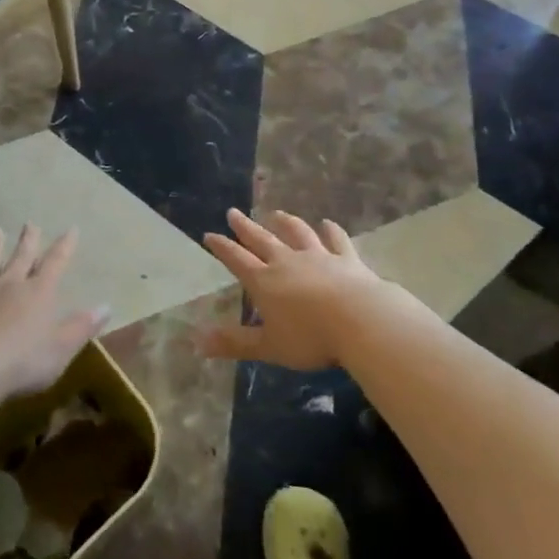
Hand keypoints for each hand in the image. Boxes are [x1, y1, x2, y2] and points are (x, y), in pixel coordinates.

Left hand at [0, 226, 109, 402]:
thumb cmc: (24, 360)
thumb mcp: (62, 346)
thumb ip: (82, 326)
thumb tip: (107, 305)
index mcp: (38, 292)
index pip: (55, 263)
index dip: (64, 246)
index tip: (71, 228)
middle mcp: (8, 286)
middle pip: (20, 258)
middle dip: (27, 241)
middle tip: (30, 224)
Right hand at [199, 208, 380, 369]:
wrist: (360, 320)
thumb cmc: (311, 337)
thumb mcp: (268, 346)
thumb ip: (235, 343)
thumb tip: (198, 343)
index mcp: (265, 281)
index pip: (237, 260)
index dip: (222, 248)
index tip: (209, 234)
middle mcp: (287, 262)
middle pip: (262, 240)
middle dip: (245, 227)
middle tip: (233, 212)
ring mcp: (318, 257)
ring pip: (297, 233)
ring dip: (285, 222)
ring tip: (276, 214)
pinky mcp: (346, 259)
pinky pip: (336, 240)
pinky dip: (331, 231)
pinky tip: (327, 224)